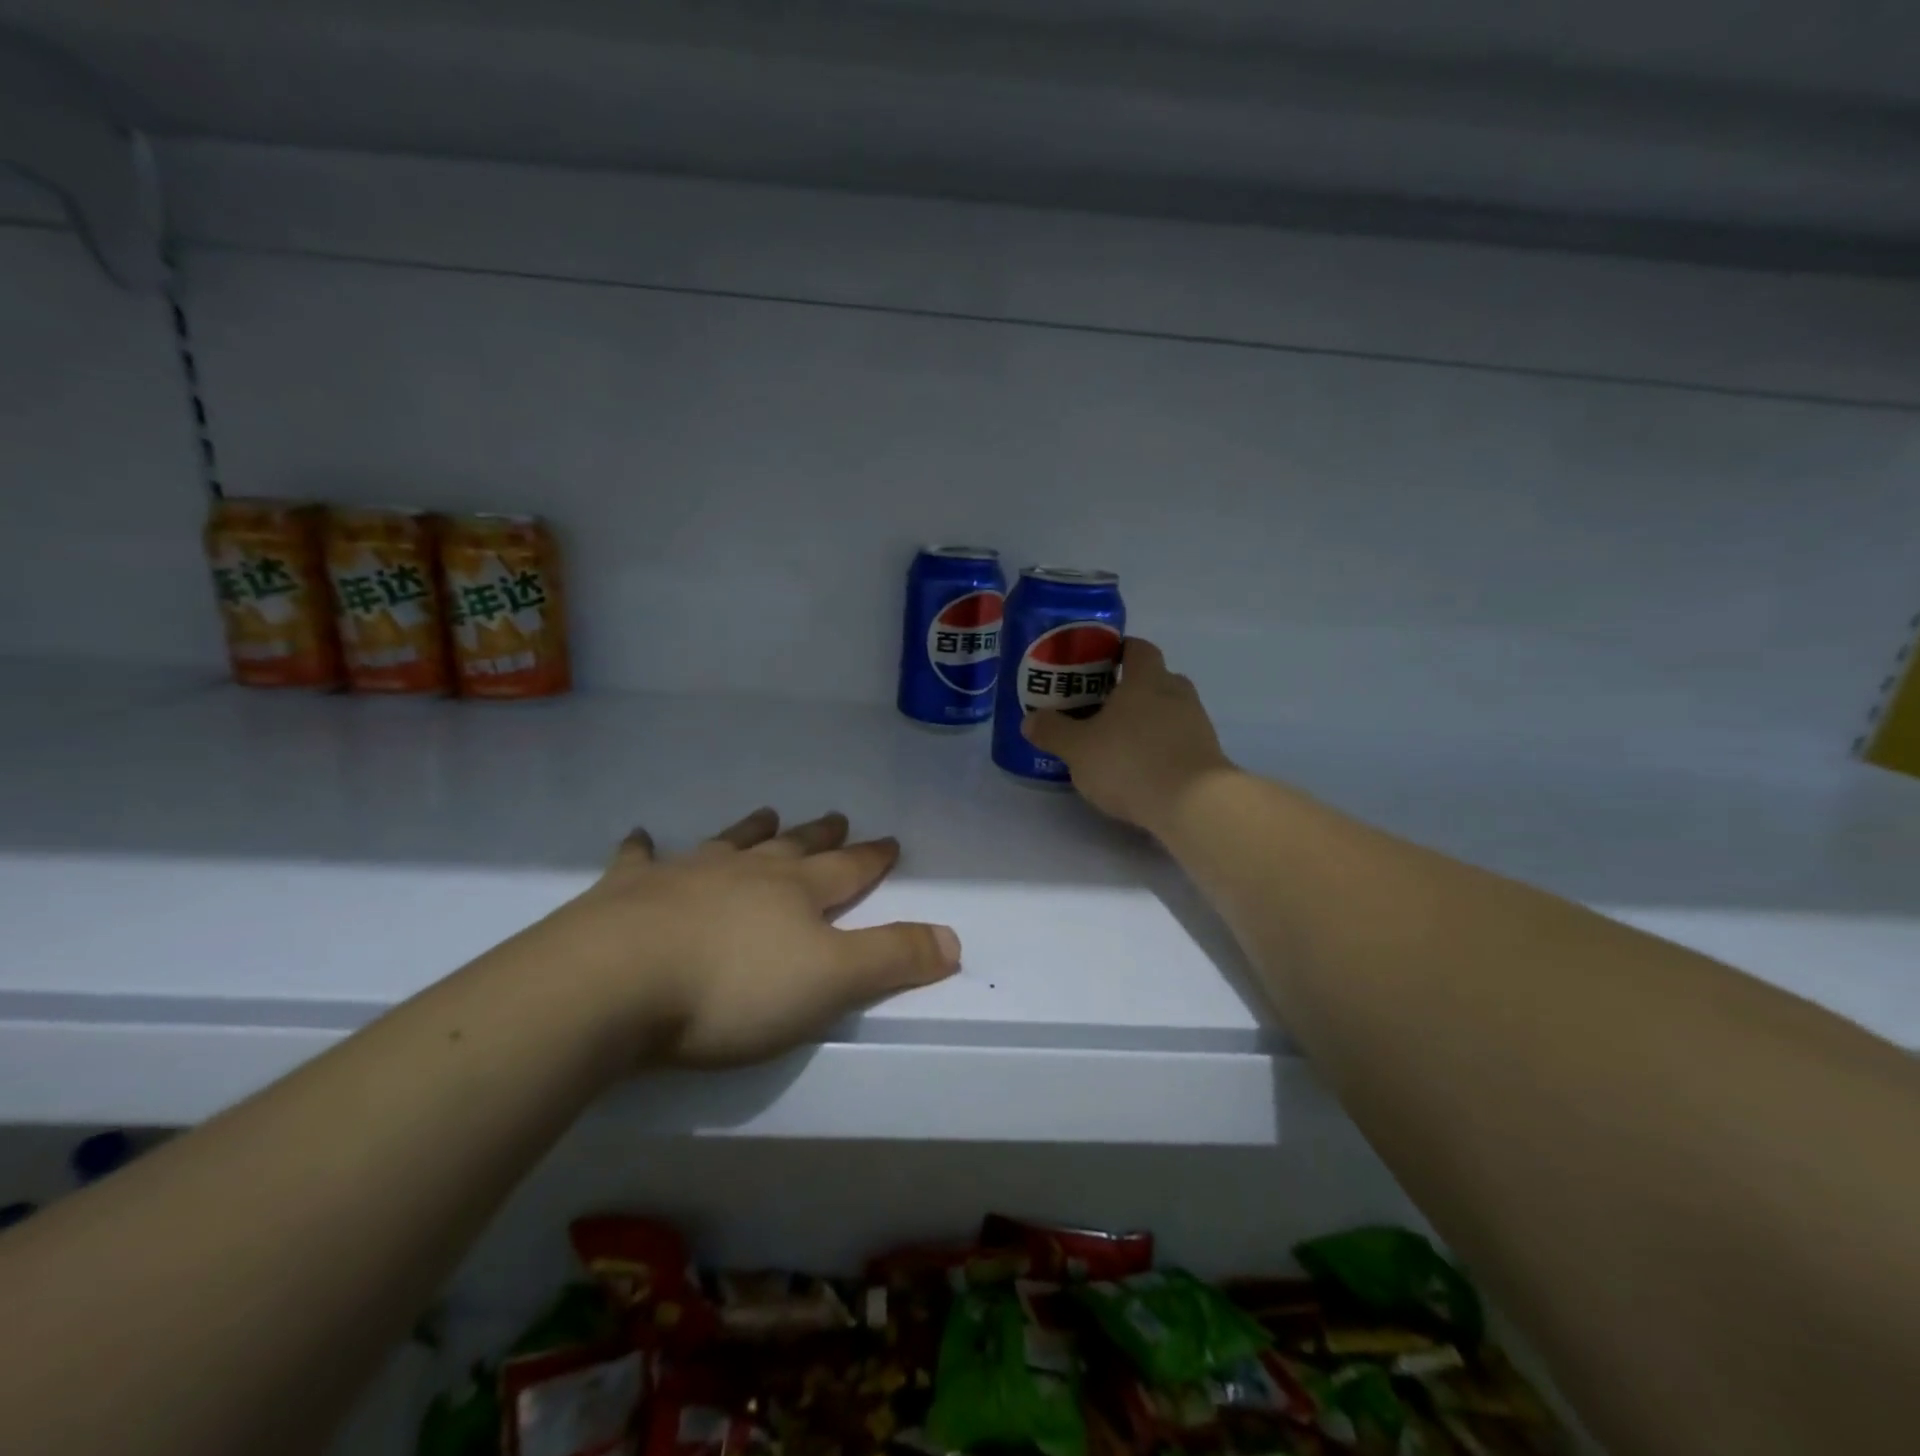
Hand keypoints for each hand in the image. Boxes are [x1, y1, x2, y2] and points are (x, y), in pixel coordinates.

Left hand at [516, 808, 960, 1068]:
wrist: (615, 983)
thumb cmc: (733, 989)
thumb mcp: (831, 982)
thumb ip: (894, 959)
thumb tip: (954, 939)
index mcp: (796, 893)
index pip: (848, 870)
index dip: (872, 858)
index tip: (890, 841)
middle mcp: (746, 872)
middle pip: (792, 848)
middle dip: (819, 836)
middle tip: (836, 817)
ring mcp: (685, 874)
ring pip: (728, 843)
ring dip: (750, 829)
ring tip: (766, 813)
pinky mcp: (627, 892)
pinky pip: (639, 860)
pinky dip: (644, 848)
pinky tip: (641, 836)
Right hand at [1022, 638, 1233, 833]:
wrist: (1193, 804)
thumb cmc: (1130, 762)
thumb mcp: (1078, 749)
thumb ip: (1053, 731)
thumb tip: (1031, 720)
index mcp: (1146, 679)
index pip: (1138, 648)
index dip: (1118, 650)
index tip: (1097, 663)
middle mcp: (1177, 693)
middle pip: (1156, 678)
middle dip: (1131, 688)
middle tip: (1102, 706)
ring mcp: (1197, 724)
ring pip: (1169, 711)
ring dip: (1148, 720)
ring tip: (1119, 742)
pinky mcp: (1207, 755)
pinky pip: (1179, 740)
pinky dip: (1161, 747)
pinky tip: (1141, 768)